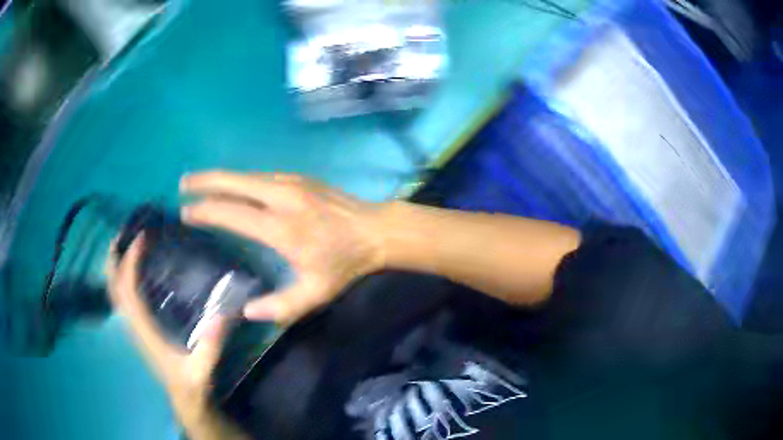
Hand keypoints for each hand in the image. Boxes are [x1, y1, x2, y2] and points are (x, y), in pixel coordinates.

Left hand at [106, 236, 237, 436]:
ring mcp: (134, 327)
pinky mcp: (138, 328)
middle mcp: (134, 325)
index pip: (129, 291)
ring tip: (123, 242)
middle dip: (114, 258)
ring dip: (114, 266)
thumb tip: (225, 314)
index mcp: (146, 331)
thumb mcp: (203, 368)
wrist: (185, 398)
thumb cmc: (192, 383)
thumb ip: (211, 346)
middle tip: (124, 231)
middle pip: (113, 287)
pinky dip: (121, 278)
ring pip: (114, 292)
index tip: (143, 238)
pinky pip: (122, 298)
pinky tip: (131, 269)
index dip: (131, 263)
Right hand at [180, 171, 386, 323]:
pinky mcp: (299, 178)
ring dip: (220, 176)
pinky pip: (261, 176)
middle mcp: (281, 198)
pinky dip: (240, 178)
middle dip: (205, 182)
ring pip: (246, 175)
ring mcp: (291, 183)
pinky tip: (231, 183)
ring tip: (198, 180)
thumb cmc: (345, 264)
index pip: (232, 214)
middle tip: (182, 184)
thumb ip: (280, 307)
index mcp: (281, 228)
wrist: (376, 231)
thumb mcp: (315, 294)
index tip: (186, 213)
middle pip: (234, 183)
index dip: (206, 212)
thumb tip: (245, 311)